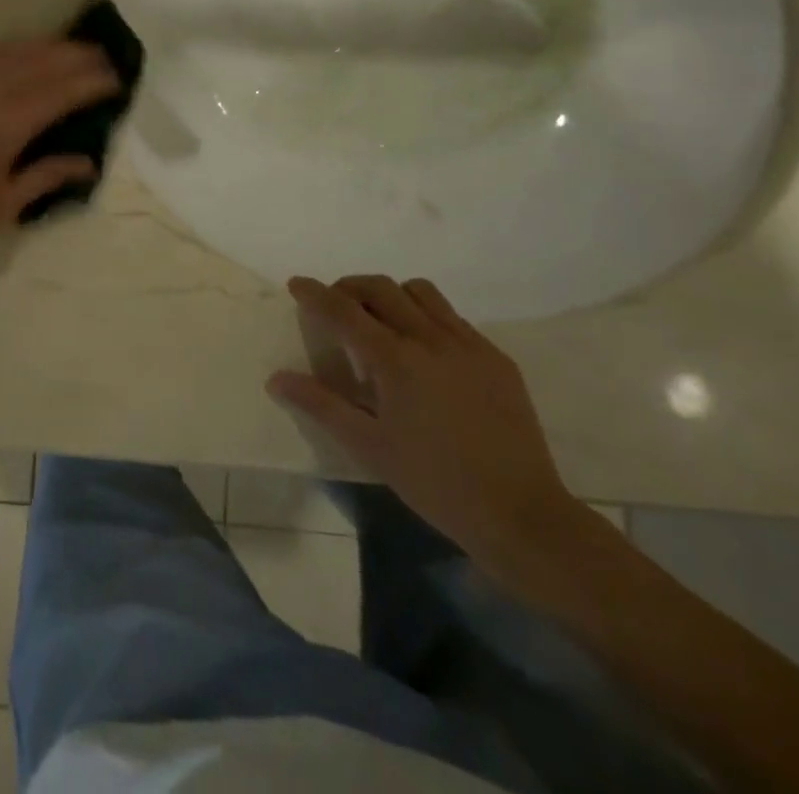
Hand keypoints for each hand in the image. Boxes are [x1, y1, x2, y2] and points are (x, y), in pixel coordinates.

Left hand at [0, 39, 120, 275]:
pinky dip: (20, 52)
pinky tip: (32, 60)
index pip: (59, 91)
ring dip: (48, 47)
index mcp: (5, 125)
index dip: (91, 82)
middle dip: (76, 56)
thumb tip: (89, 163)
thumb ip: (48, 176)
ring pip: (13, 52)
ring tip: (75, 53)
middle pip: (39, 61)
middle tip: (106, 60)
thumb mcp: (3, 204)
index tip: (118, 79)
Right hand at [268, 275, 580, 576]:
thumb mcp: (369, 447)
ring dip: (391, 295)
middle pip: (381, 288)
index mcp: (396, 360)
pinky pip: (453, 318)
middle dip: (350, 287)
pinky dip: (426, 317)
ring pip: (421, 292)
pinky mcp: (496, 359)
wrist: (522, 515)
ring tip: (381, 322)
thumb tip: (277, 378)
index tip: (296, 284)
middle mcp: (431, 339)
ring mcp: (469, 345)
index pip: (344, 310)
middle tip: (335, 306)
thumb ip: (321, 405)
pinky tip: (424, 352)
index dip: (315, 293)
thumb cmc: (435, 483)